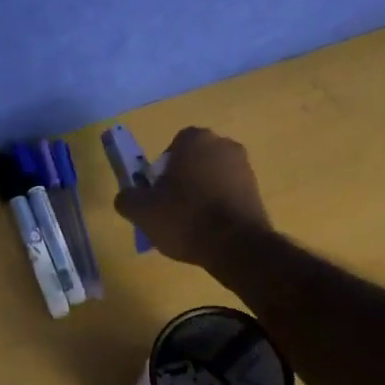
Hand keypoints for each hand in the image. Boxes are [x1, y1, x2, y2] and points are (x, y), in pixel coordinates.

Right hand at [113, 127, 272, 266]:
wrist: (237, 245)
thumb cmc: (186, 218)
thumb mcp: (143, 212)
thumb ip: (127, 199)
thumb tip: (127, 197)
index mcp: (195, 139)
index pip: (171, 148)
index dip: (161, 172)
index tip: (157, 195)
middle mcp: (223, 144)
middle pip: (193, 162)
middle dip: (182, 181)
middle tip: (171, 210)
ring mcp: (244, 166)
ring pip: (211, 178)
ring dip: (201, 194)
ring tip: (191, 225)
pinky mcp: (257, 190)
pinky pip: (228, 193)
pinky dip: (218, 206)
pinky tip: (210, 230)